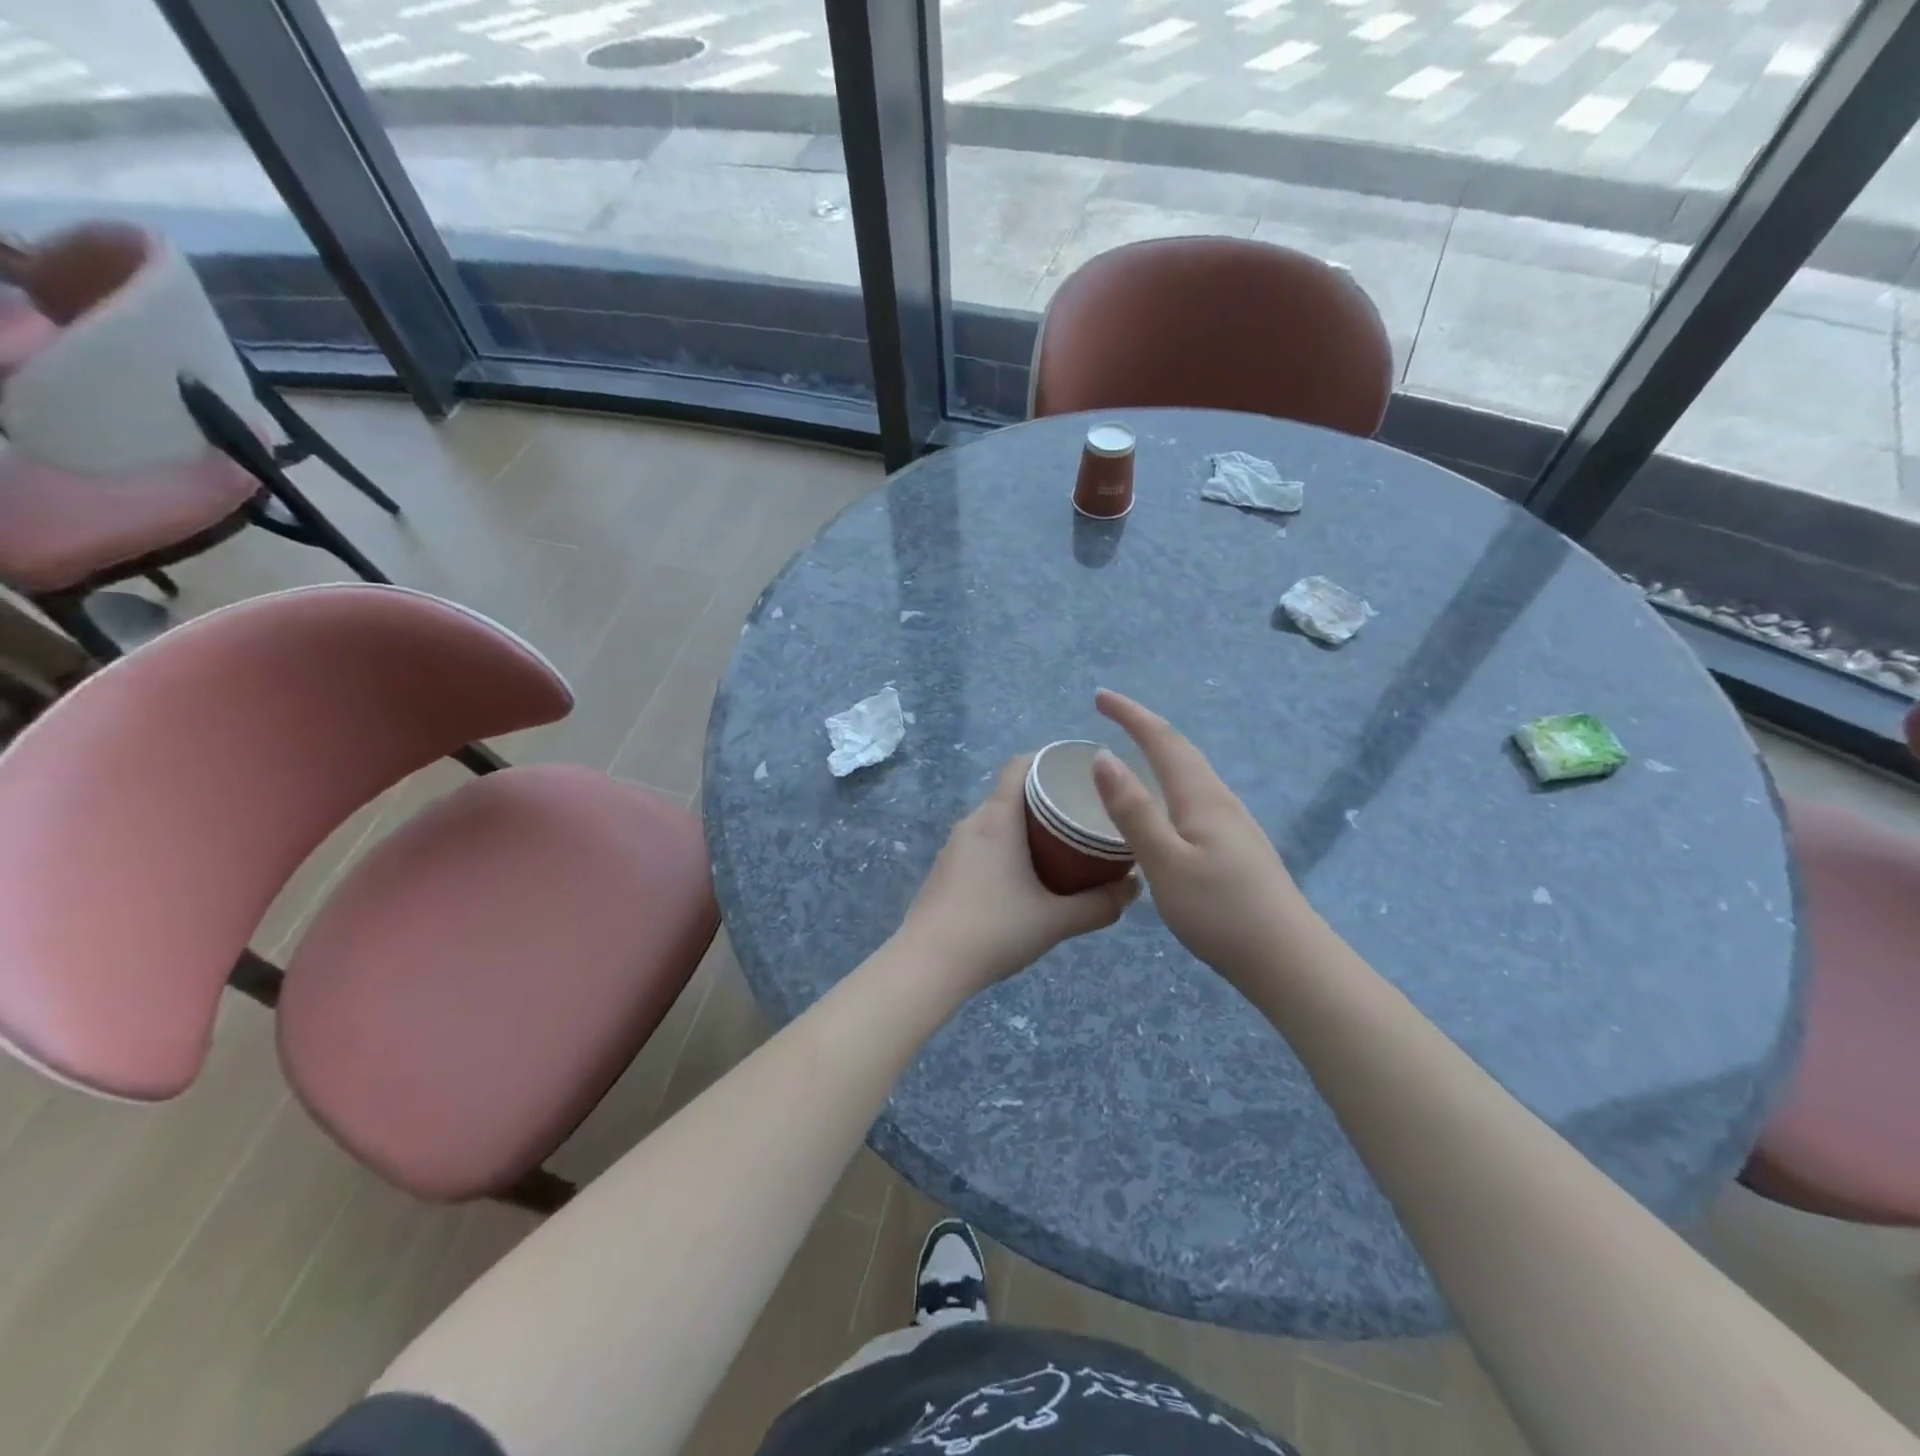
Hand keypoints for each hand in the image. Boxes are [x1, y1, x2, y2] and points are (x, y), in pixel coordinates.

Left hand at [900, 756, 1138, 994]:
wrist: (927, 964)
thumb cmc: (994, 930)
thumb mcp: (1056, 920)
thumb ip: (1100, 905)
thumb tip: (1136, 887)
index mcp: (997, 818)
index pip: (1020, 765)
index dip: (1050, 761)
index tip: (1081, 774)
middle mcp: (972, 822)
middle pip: (1012, 794)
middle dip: (1047, 800)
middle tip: (1082, 817)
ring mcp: (953, 846)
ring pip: (996, 822)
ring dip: (1025, 828)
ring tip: (1060, 848)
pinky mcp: (944, 870)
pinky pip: (981, 844)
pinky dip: (1005, 848)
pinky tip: (1023, 878)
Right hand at [1091, 690, 1312, 987]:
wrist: (1289, 960)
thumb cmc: (1221, 912)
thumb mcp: (1165, 863)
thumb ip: (1133, 811)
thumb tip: (1103, 758)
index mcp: (1202, 799)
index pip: (1162, 741)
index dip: (1130, 715)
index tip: (1100, 697)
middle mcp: (1221, 802)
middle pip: (1182, 751)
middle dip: (1145, 726)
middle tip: (1111, 714)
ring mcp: (1235, 825)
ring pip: (1193, 774)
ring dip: (1161, 752)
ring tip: (1134, 751)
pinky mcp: (1239, 848)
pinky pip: (1197, 797)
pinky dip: (1172, 783)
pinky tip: (1167, 806)